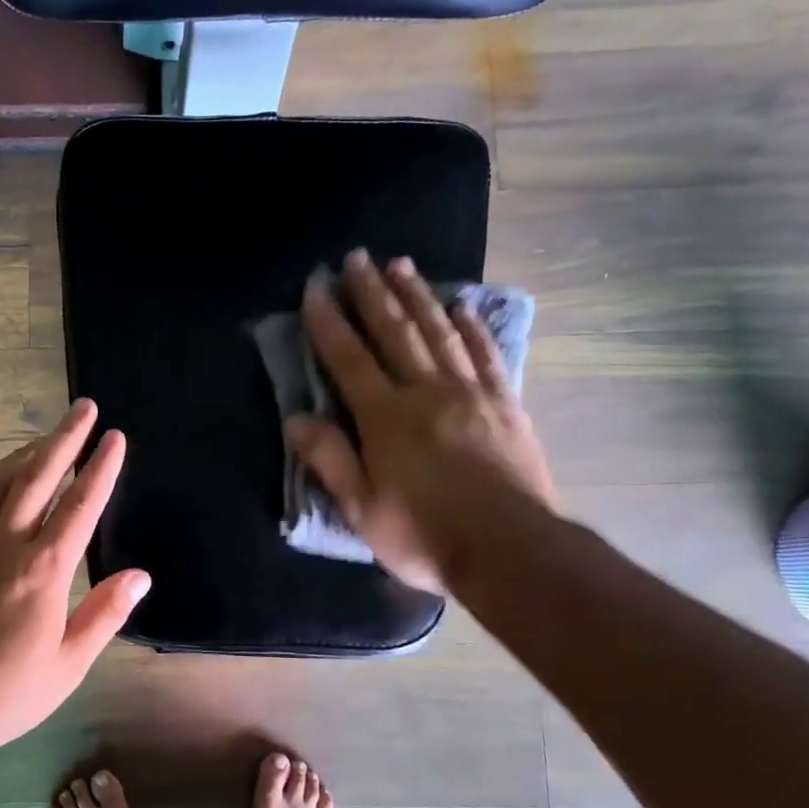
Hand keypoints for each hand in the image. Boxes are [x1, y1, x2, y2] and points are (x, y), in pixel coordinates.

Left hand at [0, 399, 150, 754]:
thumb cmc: (6, 695)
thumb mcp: (68, 664)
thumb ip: (105, 613)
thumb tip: (140, 574)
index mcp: (42, 571)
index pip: (80, 505)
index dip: (100, 468)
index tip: (114, 437)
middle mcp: (2, 545)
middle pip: (37, 476)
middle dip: (65, 437)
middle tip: (84, 407)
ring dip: (23, 455)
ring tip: (44, 438)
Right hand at [286, 250, 556, 593]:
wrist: (511, 550)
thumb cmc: (424, 534)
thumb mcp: (362, 508)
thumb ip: (330, 459)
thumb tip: (297, 419)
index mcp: (385, 417)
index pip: (349, 360)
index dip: (329, 323)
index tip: (315, 288)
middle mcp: (426, 392)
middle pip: (395, 332)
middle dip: (372, 293)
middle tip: (358, 257)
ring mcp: (470, 394)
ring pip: (439, 332)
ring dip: (417, 296)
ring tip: (402, 265)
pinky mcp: (504, 405)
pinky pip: (485, 355)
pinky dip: (472, 327)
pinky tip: (462, 306)